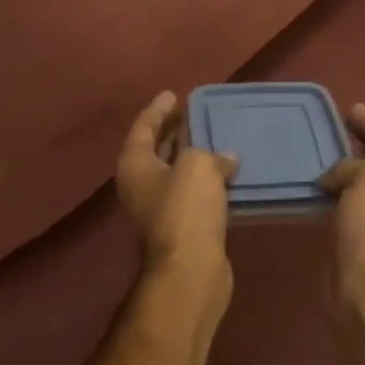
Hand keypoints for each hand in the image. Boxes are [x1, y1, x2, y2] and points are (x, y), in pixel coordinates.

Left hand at [115, 90, 238, 295]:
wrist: (190, 270)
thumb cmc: (186, 208)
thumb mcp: (198, 165)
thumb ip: (211, 153)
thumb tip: (226, 159)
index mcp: (135, 164)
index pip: (143, 127)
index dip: (158, 109)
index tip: (173, 94)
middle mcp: (141, 185)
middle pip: (157, 149)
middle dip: (175, 131)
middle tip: (195, 112)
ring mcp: (160, 209)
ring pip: (177, 173)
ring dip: (194, 156)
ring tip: (215, 137)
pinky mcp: (182, 228)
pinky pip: (194, 194)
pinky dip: (207, 181)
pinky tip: (228, 173)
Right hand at [318, 104, 364, 317]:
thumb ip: (351, 165)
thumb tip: (333, 177)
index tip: (350, 107)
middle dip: (357, 141)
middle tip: (332, 124)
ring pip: (359, 182)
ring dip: (340, 166)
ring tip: (316, 149)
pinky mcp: (357, 238)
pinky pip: (343, 203)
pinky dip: (330, 190)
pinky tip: (312, 183)